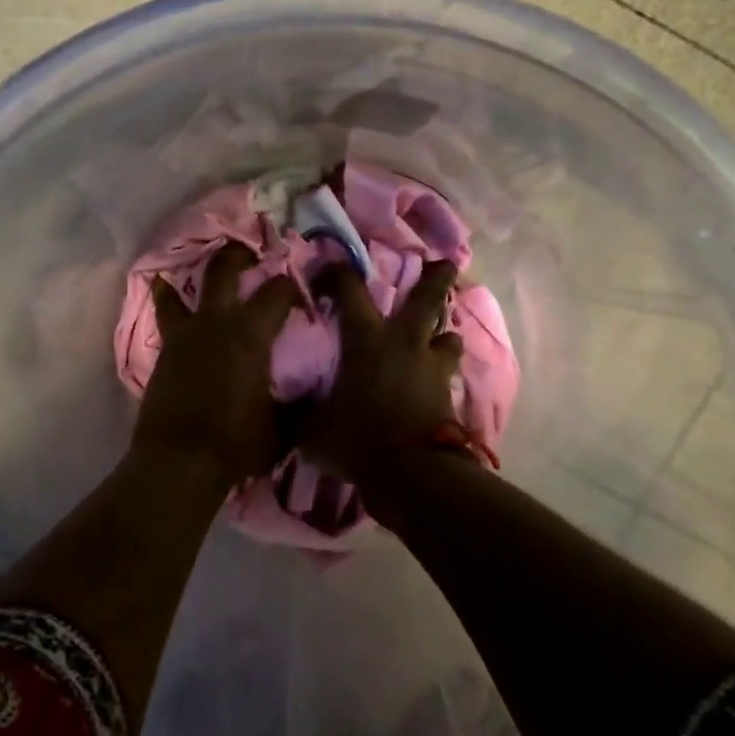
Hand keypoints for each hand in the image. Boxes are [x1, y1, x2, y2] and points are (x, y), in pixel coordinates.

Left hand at [132, 241, 300, 488]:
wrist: (179, 462)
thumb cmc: (237, 444)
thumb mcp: (283, 426)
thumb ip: (299, 402)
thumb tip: (314, 391)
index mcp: (251, 334)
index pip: (277, 292)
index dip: (291, 286)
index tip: (300, 293)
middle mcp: (216, 322)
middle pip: (224, 269)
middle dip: (239, 254)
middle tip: (251, 251)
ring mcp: (185, 334)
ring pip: (185, 288)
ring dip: (197, 274)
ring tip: (207, 268)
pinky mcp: (164, 350)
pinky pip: (166, 314)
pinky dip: (168, 299)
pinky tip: (165, 289)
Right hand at [295, 260, 463, 491]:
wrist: (413, 472)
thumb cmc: (358, 439)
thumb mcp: (312, 430)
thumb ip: (300, 414)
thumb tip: (285, 409)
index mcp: (366, 339)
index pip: (349, 289)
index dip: (337, 273)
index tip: (328, 272)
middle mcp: (403, 342)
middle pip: (427, 298)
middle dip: (435, 278)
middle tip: (443, 263)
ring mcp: (432, 367)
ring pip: (447, 335)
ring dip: (443, 332)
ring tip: (440, 336)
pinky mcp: (449, 393)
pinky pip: (448, 373)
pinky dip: (443, 372)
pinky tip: (436, 381)